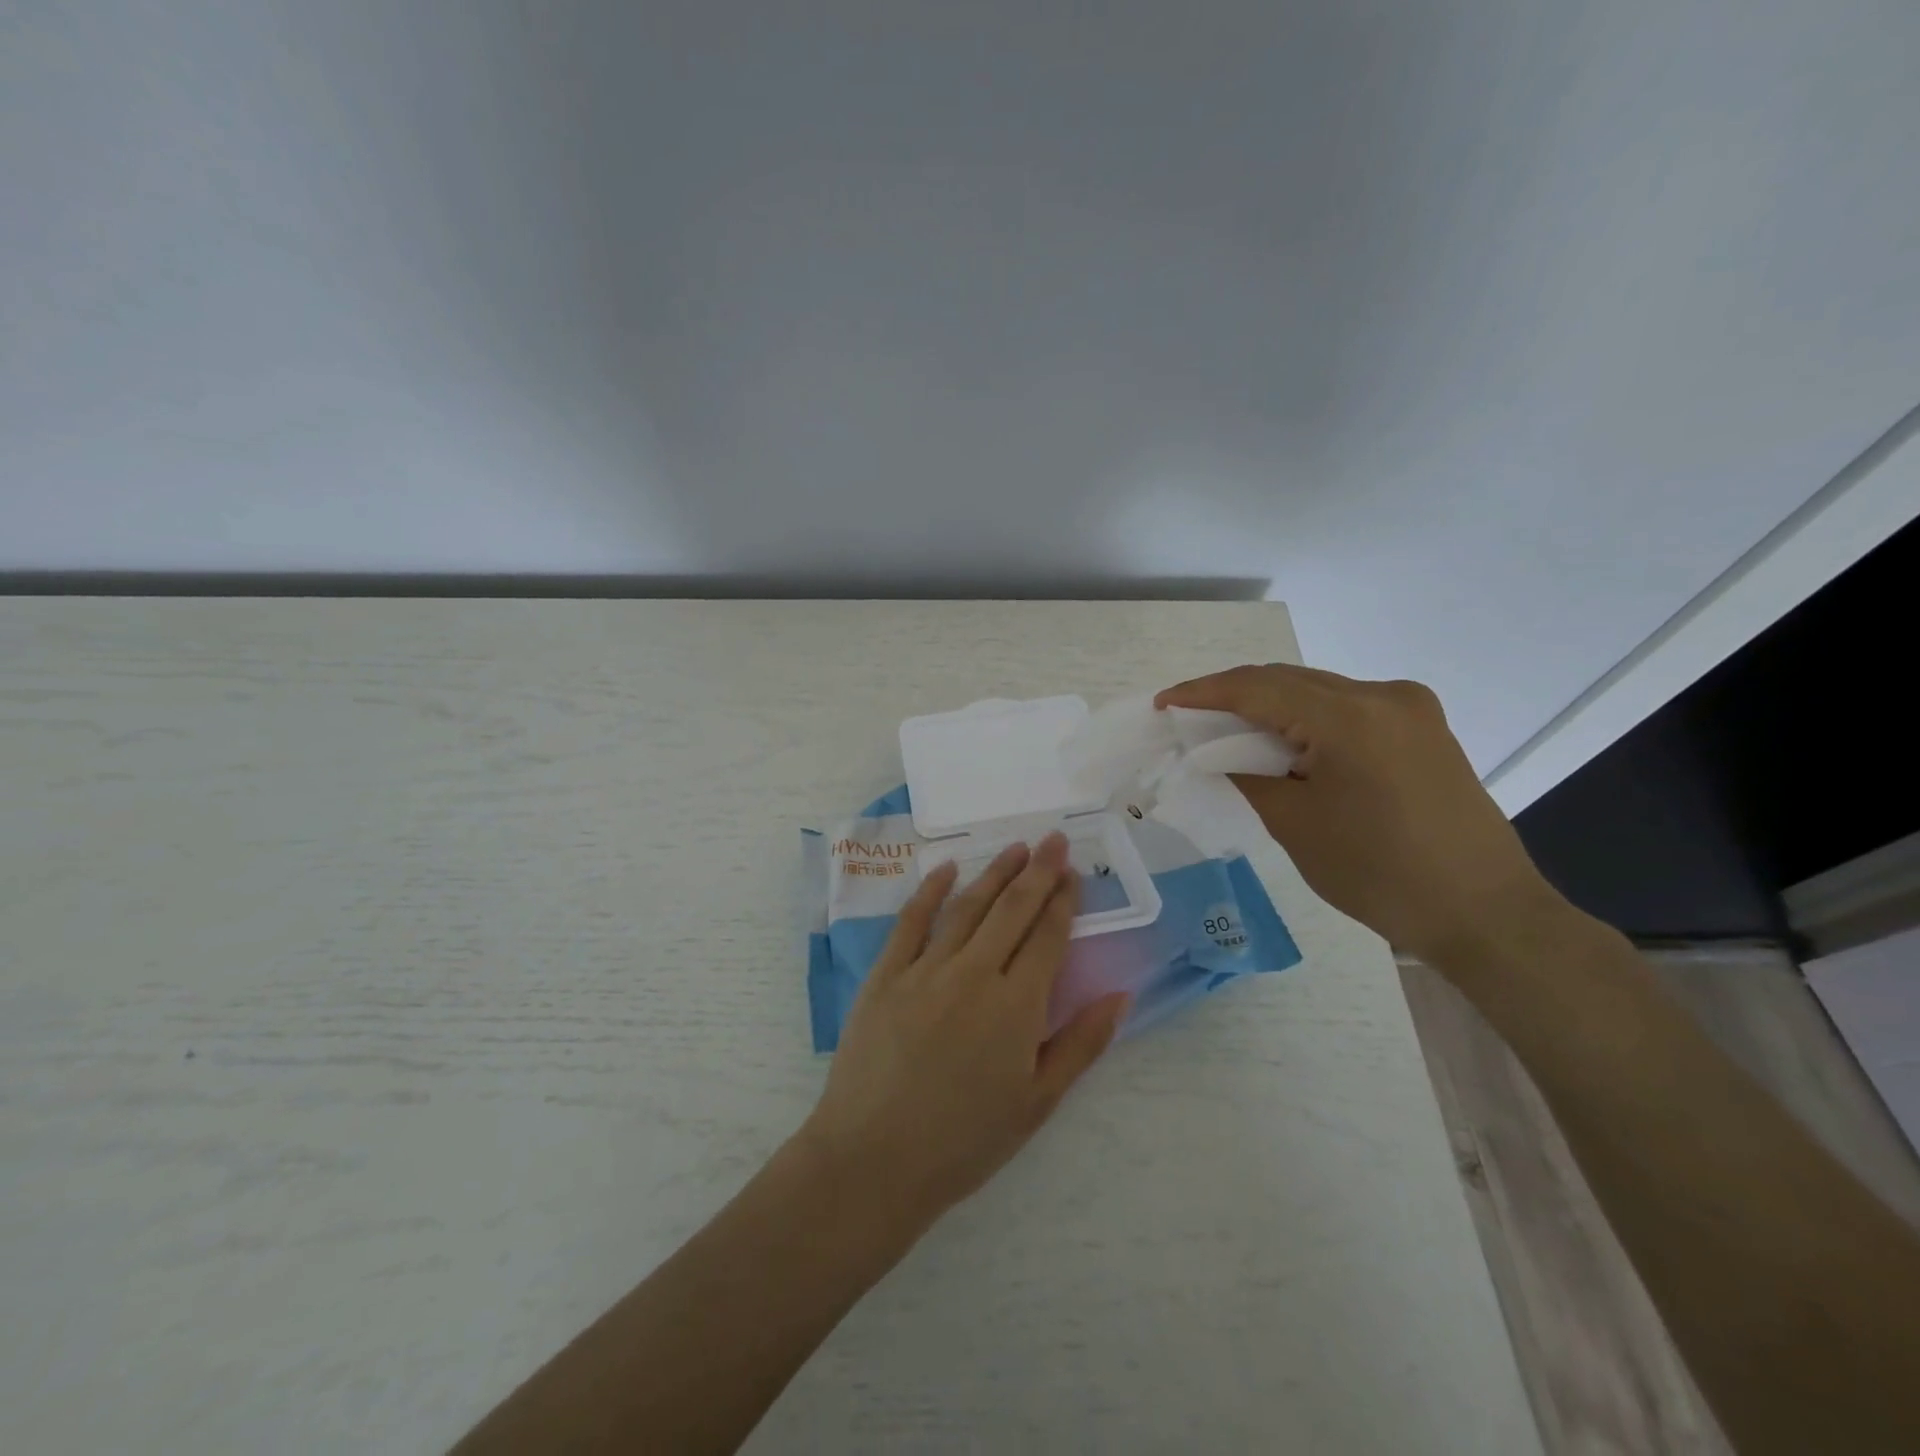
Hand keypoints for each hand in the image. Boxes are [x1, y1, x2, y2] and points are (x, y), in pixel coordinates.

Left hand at [800, 832, 1128, 1226]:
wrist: (874, 1160)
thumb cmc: (964, 1141)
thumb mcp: (1037, 1103)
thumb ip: (1081, 1044)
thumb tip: (1119, 994)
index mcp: (1016, 1005)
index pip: (1047, 937)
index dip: (1063, 901)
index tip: (1074, 873)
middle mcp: (974, 973)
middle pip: (1013, 910)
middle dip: (1038, 871)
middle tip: (1054, 840)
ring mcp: (925, 969)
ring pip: (968, 907)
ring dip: (995, 873)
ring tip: (1016, 848)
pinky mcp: (885, 974)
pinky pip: (911, 921)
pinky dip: (931, 891)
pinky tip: (947, 870)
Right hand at [1157, 664, 1557, 965]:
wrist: (1484, 913)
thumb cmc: (1380, 875)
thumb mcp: (1296, 825)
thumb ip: (1247, 774)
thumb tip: (1216, 751)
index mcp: (1351, 717)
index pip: (1258, 688)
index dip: (1203, 692)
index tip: (1164, 703)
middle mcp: (1383, 695)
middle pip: (1288, 681)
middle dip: (1233, 696)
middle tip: (1189, 719)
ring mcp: (1410, 707)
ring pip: (1317, 691)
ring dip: (1270, 707)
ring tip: (1228, 733)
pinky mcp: (1422, 727)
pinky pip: (1346, 708)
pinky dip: (1306, 719)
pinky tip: (1284, 743)